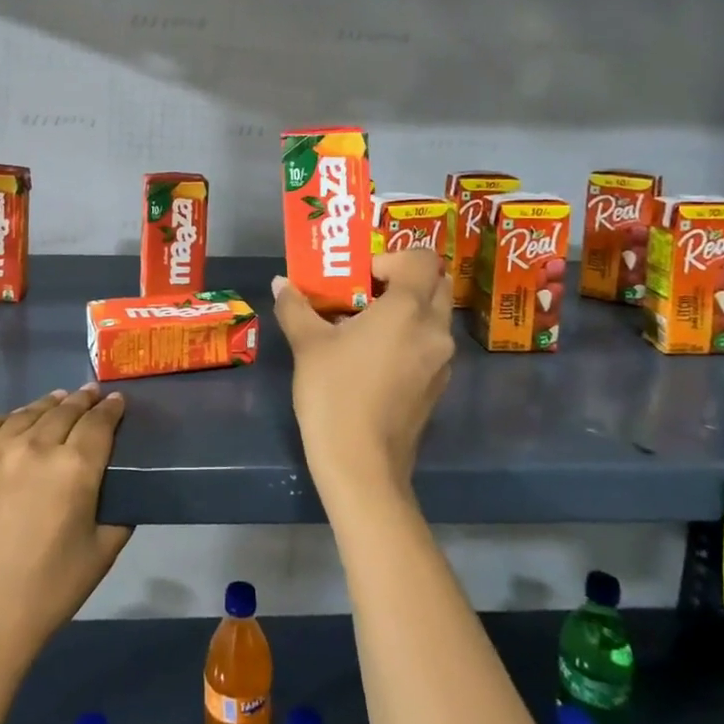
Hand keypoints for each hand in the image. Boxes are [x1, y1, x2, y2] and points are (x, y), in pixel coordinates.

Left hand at [0, 387, 132, 683]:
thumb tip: (119, 485)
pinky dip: (5, 420)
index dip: (111, 408)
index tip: (116, 400)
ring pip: (26, 414)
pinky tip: (12, 423)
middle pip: (64, 410)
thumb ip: (118, 512)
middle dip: (82, 400)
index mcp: (74, 469)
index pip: (99, 422)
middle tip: (90, 394)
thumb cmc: (46, 595)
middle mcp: (33, 448)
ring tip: (57, 401)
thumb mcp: (101, 554)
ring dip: (47, 405)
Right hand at [273, 249, 455, 508]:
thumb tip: (281, 282)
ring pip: (434, 316)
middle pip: (436, 283)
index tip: (359, 276)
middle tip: (365, 292)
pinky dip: (409, 338)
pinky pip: (429, 345)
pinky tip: (372, 359)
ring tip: (364, 326)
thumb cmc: (335, 393)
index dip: (390, 257)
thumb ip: (296, 305)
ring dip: (406, 310)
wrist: (361, 465)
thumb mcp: (307, 344)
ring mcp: (442, 360)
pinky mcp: (437, 386)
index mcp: (408, 309)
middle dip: (403, 280)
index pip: (421, 258)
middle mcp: (434, 329)